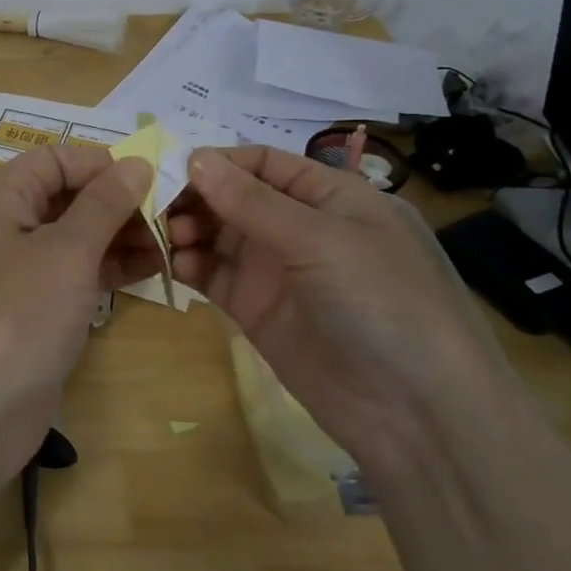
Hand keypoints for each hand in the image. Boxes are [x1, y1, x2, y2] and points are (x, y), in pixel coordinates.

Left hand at [0, 146, 157, 477]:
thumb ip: (104, 203)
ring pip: (76, 237)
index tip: (153, 177)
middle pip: (68, 197)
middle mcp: (7, 225)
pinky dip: (111, 268)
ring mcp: (21, 271)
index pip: (56, 159)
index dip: (103, 163)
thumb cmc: (19, 311)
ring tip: (174, 243)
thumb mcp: (67, 250)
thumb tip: (137, 162)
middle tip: (174, 214)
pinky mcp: (35, 309)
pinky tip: (154, 269)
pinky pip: (77, 274)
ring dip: (121, 236)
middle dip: (119, 202)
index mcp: (3, 197)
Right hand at [168, 146, 504, 461]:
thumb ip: (253, 201)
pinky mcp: (255, 309)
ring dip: (188, 228)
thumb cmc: (382, 302)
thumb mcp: (322, 239)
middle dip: (195, 196)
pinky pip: (213, 274)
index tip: (169, 167)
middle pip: (233, 196)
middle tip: (155, 205)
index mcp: (330, 196)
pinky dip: (189, 264)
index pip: (262, 163)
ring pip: (218, 234)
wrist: (415, 413)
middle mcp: (300, 226)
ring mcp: (276, 269)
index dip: (218, 162)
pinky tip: (173, 263)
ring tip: (167, 236)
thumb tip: (195, 158)